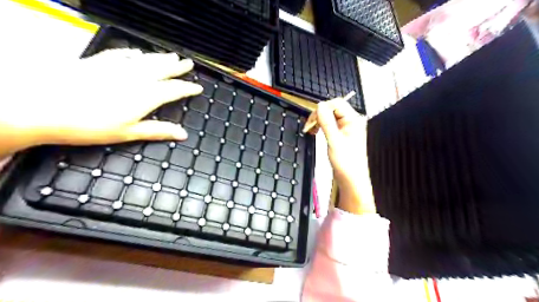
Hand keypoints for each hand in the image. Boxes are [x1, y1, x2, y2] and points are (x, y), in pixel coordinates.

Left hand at [0, 49, 201, 157]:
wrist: (41, 107)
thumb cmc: (89, 125)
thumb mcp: (128, 132)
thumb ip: (158, 130)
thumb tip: (183, 134)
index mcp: (146, 96)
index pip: (174, 89)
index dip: (188, 88)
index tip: (198, 87)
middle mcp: (135, 78)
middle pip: (162, 69)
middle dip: (178, 67)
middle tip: (188, 63)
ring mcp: (116, 67)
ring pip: (145, 60)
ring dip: (161, 57)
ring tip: (172, 55)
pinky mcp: (97, 62)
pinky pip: (121, 54)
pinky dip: (132, 53)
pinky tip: (137, 52)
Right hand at [307, 99, 375, 214]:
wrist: (351, 179)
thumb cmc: (346, 162)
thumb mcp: (334, 141)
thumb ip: (327, 122)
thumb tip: (319, 106)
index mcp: (353, 120)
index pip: (336, 104)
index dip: (322, 109)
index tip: (312, 120)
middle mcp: (351, 121)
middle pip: (332, 108)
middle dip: (319, 115)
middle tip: (309, 126)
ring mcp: (346, 128)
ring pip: (329, 116)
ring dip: (319, 121)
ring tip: (311, 130)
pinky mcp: (341, 134)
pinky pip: (329, 124)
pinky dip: (321, 126)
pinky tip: (316, 132)